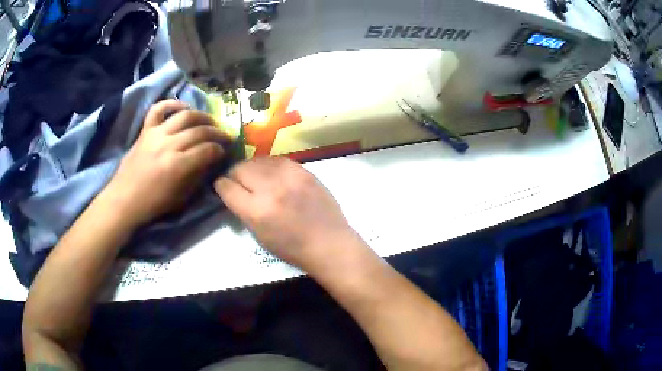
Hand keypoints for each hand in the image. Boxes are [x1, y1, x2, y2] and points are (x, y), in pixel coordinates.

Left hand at [104, 100, 229, 226]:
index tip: (224, 152)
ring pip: (184, 116)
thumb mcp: (180, 198)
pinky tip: (183, 108)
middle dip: (216, 132)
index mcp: (177, 166)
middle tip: (223, 136)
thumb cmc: (153, 204)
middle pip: (199, 131)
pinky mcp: (146, 130)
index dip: (219, 150)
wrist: (124, 199)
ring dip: (201, 116)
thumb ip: (196, 176)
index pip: (207, 150)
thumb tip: (209, 161)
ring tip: (209, 121)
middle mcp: (168, 145)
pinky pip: (158, 109)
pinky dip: (172, 104)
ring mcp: (156, 134)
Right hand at [214, 157, 362, 272]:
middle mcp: (270, 188)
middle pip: (239, 168)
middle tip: (240, 183)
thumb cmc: (292, 248)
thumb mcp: (259, 235)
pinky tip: (273, 175)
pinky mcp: (303, 169)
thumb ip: (243, 210)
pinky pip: (276, 159)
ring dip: (252, 168)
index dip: (221, 186)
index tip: (223, 188)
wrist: (329, 242)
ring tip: (257, 178)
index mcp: (256, 211)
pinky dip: (269, 166)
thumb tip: (232, 191)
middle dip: (234, 175)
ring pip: (257, 160)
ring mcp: (289, 176)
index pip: (226, 187)